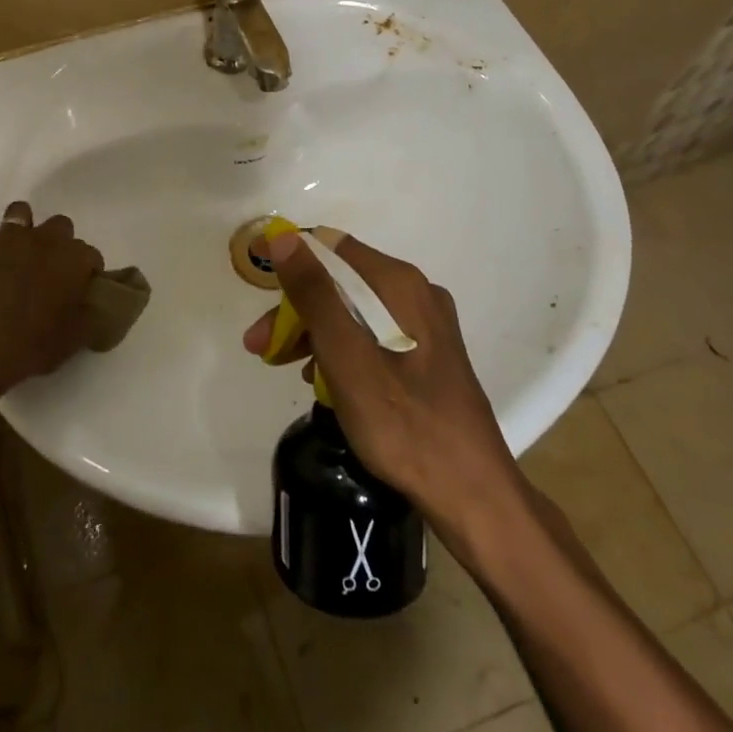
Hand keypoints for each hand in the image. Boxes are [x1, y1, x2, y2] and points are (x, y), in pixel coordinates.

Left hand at [0, 202, 103, 393]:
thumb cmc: (29, 345)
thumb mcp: (71, 341)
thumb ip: (89, 318)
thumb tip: (93, 309)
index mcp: (73, 258)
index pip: (92, 256)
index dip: (89, 273)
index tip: (82, 291)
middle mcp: (45, 239)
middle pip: (62, 226)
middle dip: (61, 244)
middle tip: (53, 272)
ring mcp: (9, 238)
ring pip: (23, 214)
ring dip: (27, 231)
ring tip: (22, 256)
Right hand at [242, 229, 524, 522]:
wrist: (472, 495)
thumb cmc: (403, 424)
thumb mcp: (347, 357)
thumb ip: (314, 295)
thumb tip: (283, 237)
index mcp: (399, 284)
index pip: (331, 247)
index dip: (290, 263)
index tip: (260, 293)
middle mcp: (415, 292)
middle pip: (340, 281)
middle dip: (297, 309)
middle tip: (260, 346)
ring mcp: (425, 324)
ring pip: (354, 310)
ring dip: (314, 332)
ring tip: (285, 368)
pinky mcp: (427, 353)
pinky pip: (372, 334)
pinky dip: (342, 349)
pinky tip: (325, 381)